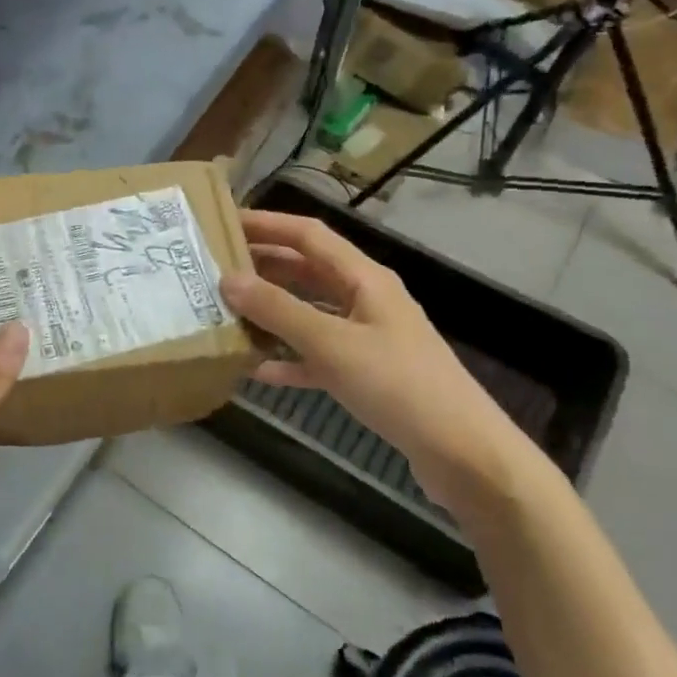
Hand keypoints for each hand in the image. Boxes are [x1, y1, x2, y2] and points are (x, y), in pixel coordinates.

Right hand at [221, 210, 529, 519]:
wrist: (463, 453)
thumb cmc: (399, 385)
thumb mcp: (333, 344)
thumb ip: (279, 311)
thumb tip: (228, 279)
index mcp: (365, 279)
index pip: (308, 235)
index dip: (267, 223)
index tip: (224, 222)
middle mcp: (365, 299)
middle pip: (306, 271)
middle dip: (263, 266)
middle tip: (214, 268)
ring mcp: (366, 337)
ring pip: (309, 312)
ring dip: (271, 311)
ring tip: (226, 311)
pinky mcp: (365, 373)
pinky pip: (316, 355)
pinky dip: (288, 357)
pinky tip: (256, 368)